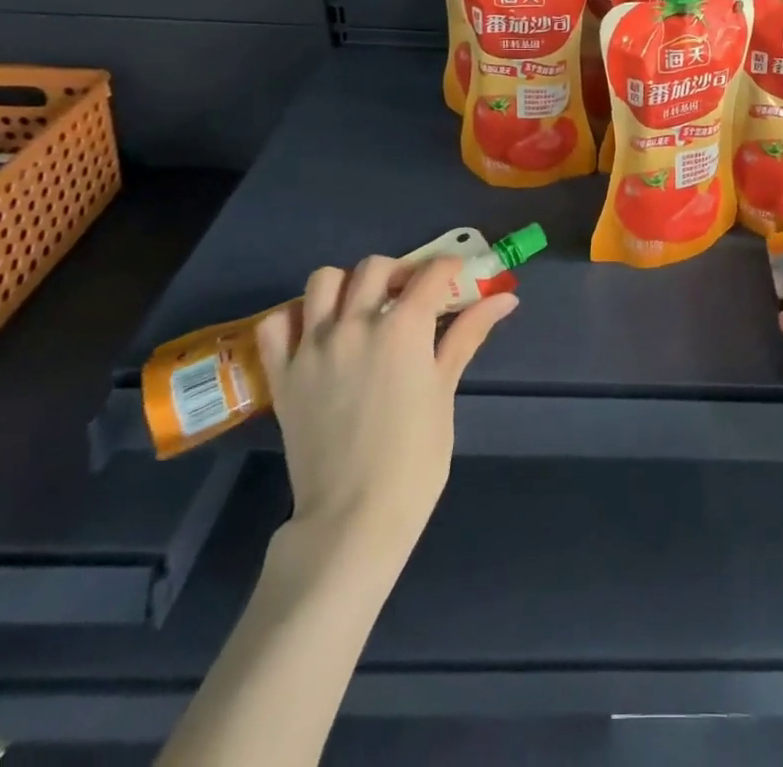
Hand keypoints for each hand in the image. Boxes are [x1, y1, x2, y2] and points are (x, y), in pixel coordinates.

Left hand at [256, 256, 516, 571]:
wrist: (354, 516)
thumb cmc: (415, 456)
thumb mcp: (445, 389)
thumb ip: (468, 334)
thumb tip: (505, 298)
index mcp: (403, 327)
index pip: (431, 272)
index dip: (449, 268)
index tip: (456, 277)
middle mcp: (355, 323)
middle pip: (376, 266)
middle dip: (399, 272)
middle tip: (411, 295)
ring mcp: (313, 346)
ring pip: (324, 280)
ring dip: (347, 285)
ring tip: (362, 308)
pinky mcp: (283, 373)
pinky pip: (277, 323)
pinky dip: (295, 317)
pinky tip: (316, 333)